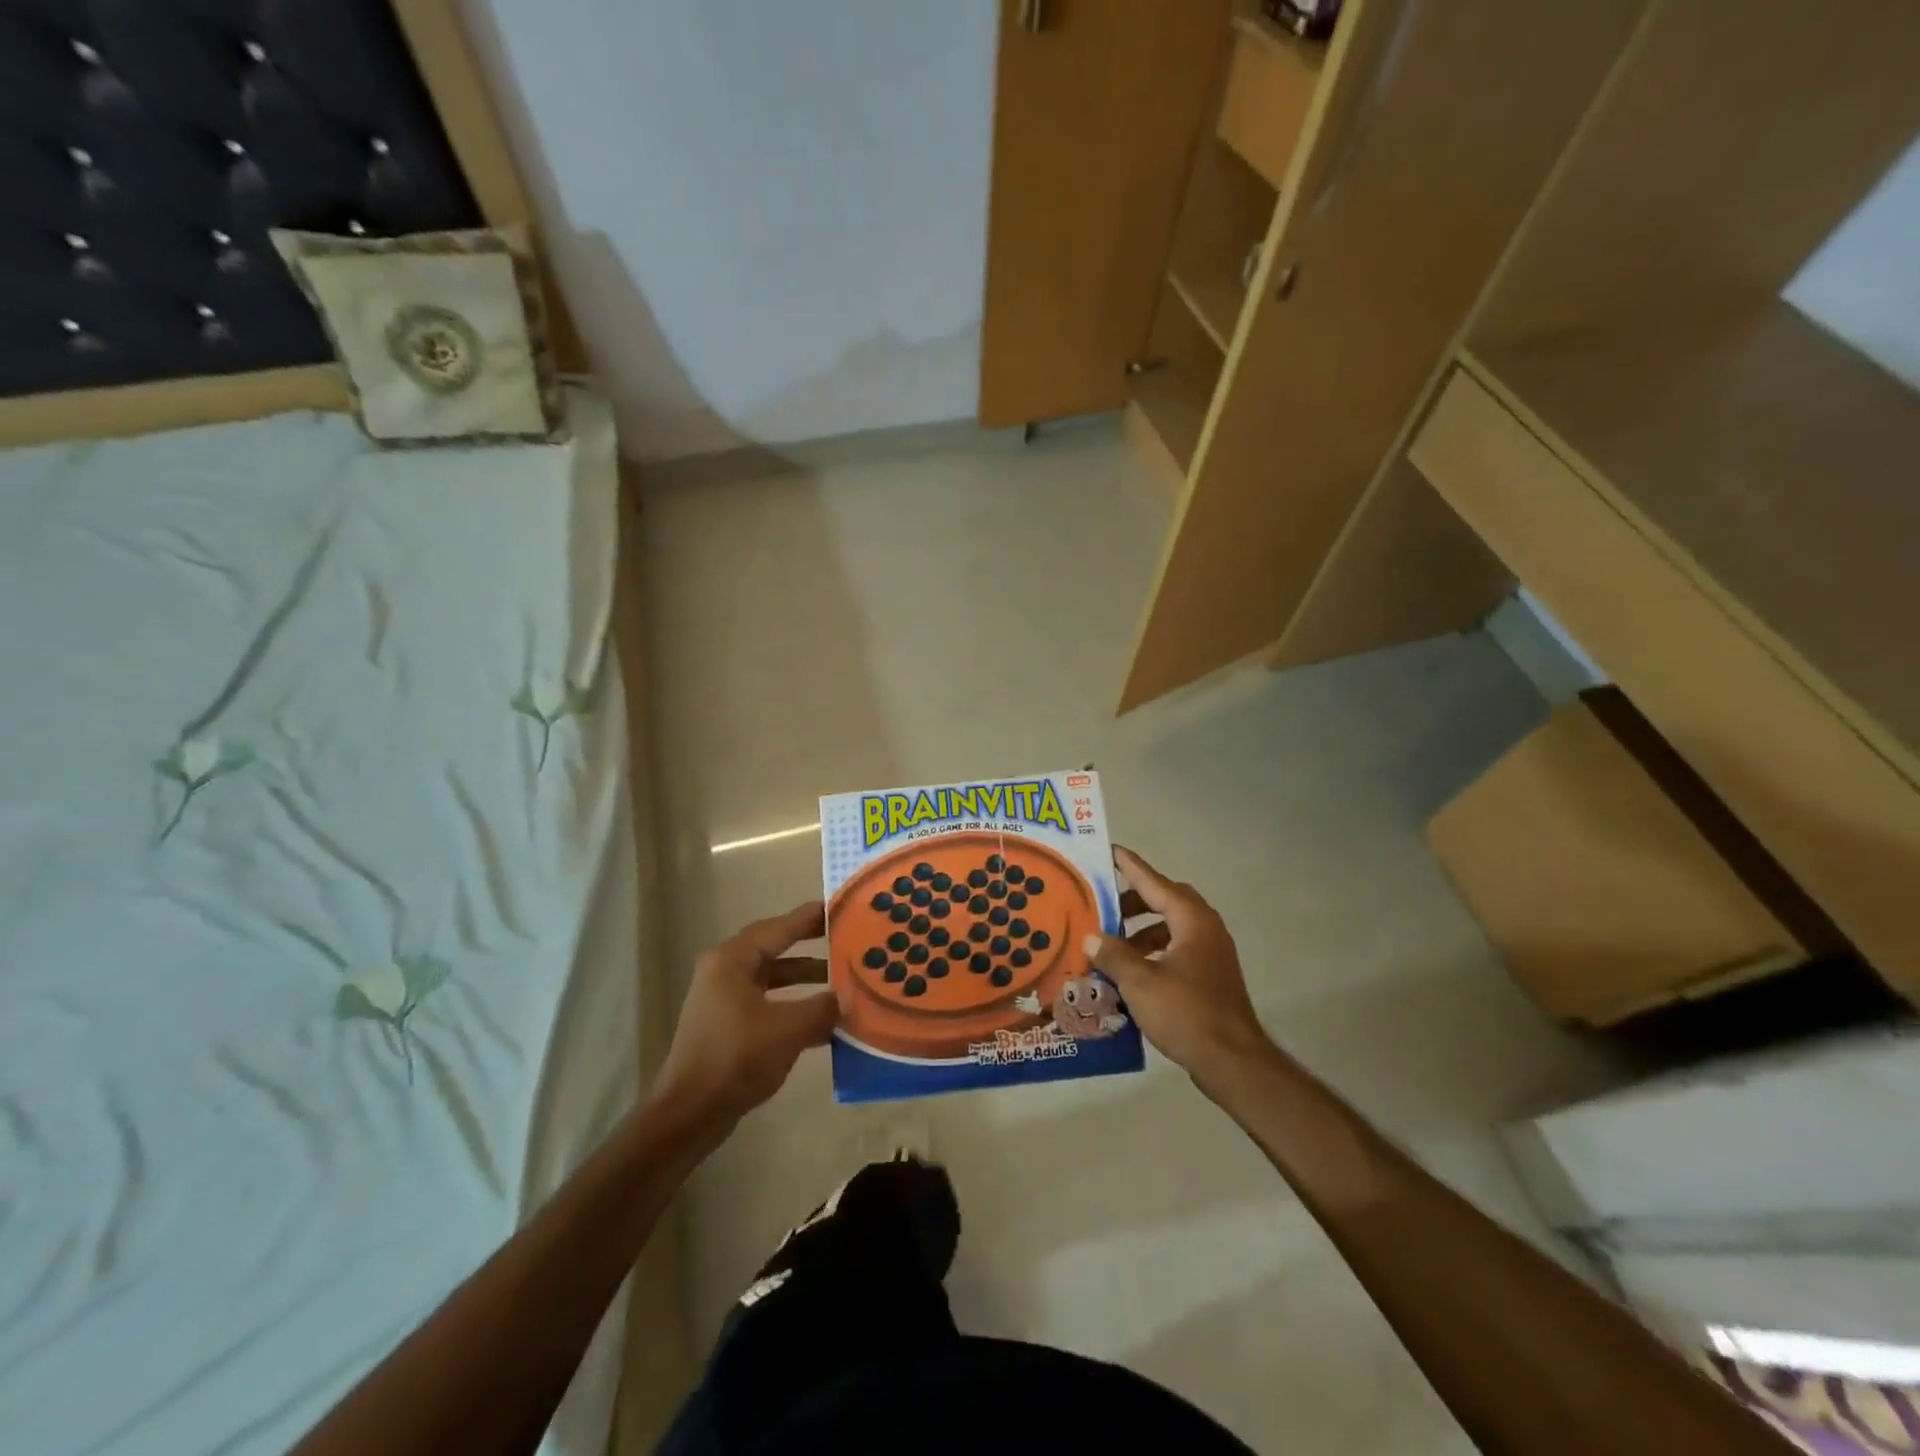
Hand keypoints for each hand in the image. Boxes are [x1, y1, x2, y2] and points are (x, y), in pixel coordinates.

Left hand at [654, 901, 839, 1137]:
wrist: (691, 1113)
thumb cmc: (737, 1057)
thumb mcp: (788, 1029)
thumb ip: (822, 1007)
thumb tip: (845, 998)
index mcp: (732, 960)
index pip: (778, 928)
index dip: (809, 918)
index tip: (838, 909)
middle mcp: (724, 972)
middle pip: (774, 950)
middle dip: (810, 947)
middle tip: (844, 940)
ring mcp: (724, 1001)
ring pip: (772, 980)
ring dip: (805, 982)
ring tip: (841, 983)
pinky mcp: (727, 1027)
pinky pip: (767, 1005)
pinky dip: (793, 1008)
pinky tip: (824, 1024)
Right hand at [1085, 847, 1278, 1087]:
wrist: (1234, 1062)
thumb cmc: (1186, 1013)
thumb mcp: (1140, 982)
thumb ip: (1113, 955)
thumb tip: (1091, 937)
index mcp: (1191, 920)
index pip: (1154, 882)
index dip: (1130, 867)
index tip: (1110, 850)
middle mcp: (1205, 929)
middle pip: (1166, 901)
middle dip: (1134, 901)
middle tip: (1104, 907)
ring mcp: (1211, 953)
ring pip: (1171, 927)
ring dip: (1142, 930)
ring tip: (1112, 944)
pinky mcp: (1210, 976)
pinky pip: (1177, 948)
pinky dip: (1153, 950)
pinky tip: (1132, 971)